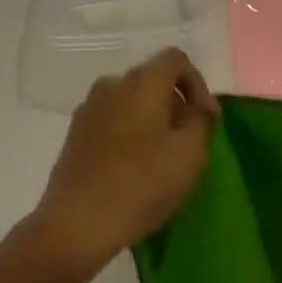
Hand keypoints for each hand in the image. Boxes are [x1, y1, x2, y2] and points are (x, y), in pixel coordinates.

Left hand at [31, 48, 218, 273]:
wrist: (78, 222)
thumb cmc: (142, 183)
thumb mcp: (190, 154)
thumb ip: (200, 121)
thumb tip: (196, 108)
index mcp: (142, 81)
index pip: (177, 60)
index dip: (198, 85)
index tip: (206, 120)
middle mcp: (112, 84)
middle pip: (153, 80)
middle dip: (175, 104)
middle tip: (189, 141)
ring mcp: (89, 108)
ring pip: (131, 101)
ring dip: (152, 120)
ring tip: (162, 157)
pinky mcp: (75, 133)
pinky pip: (112, 120)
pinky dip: (129, 133)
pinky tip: (134, 167)